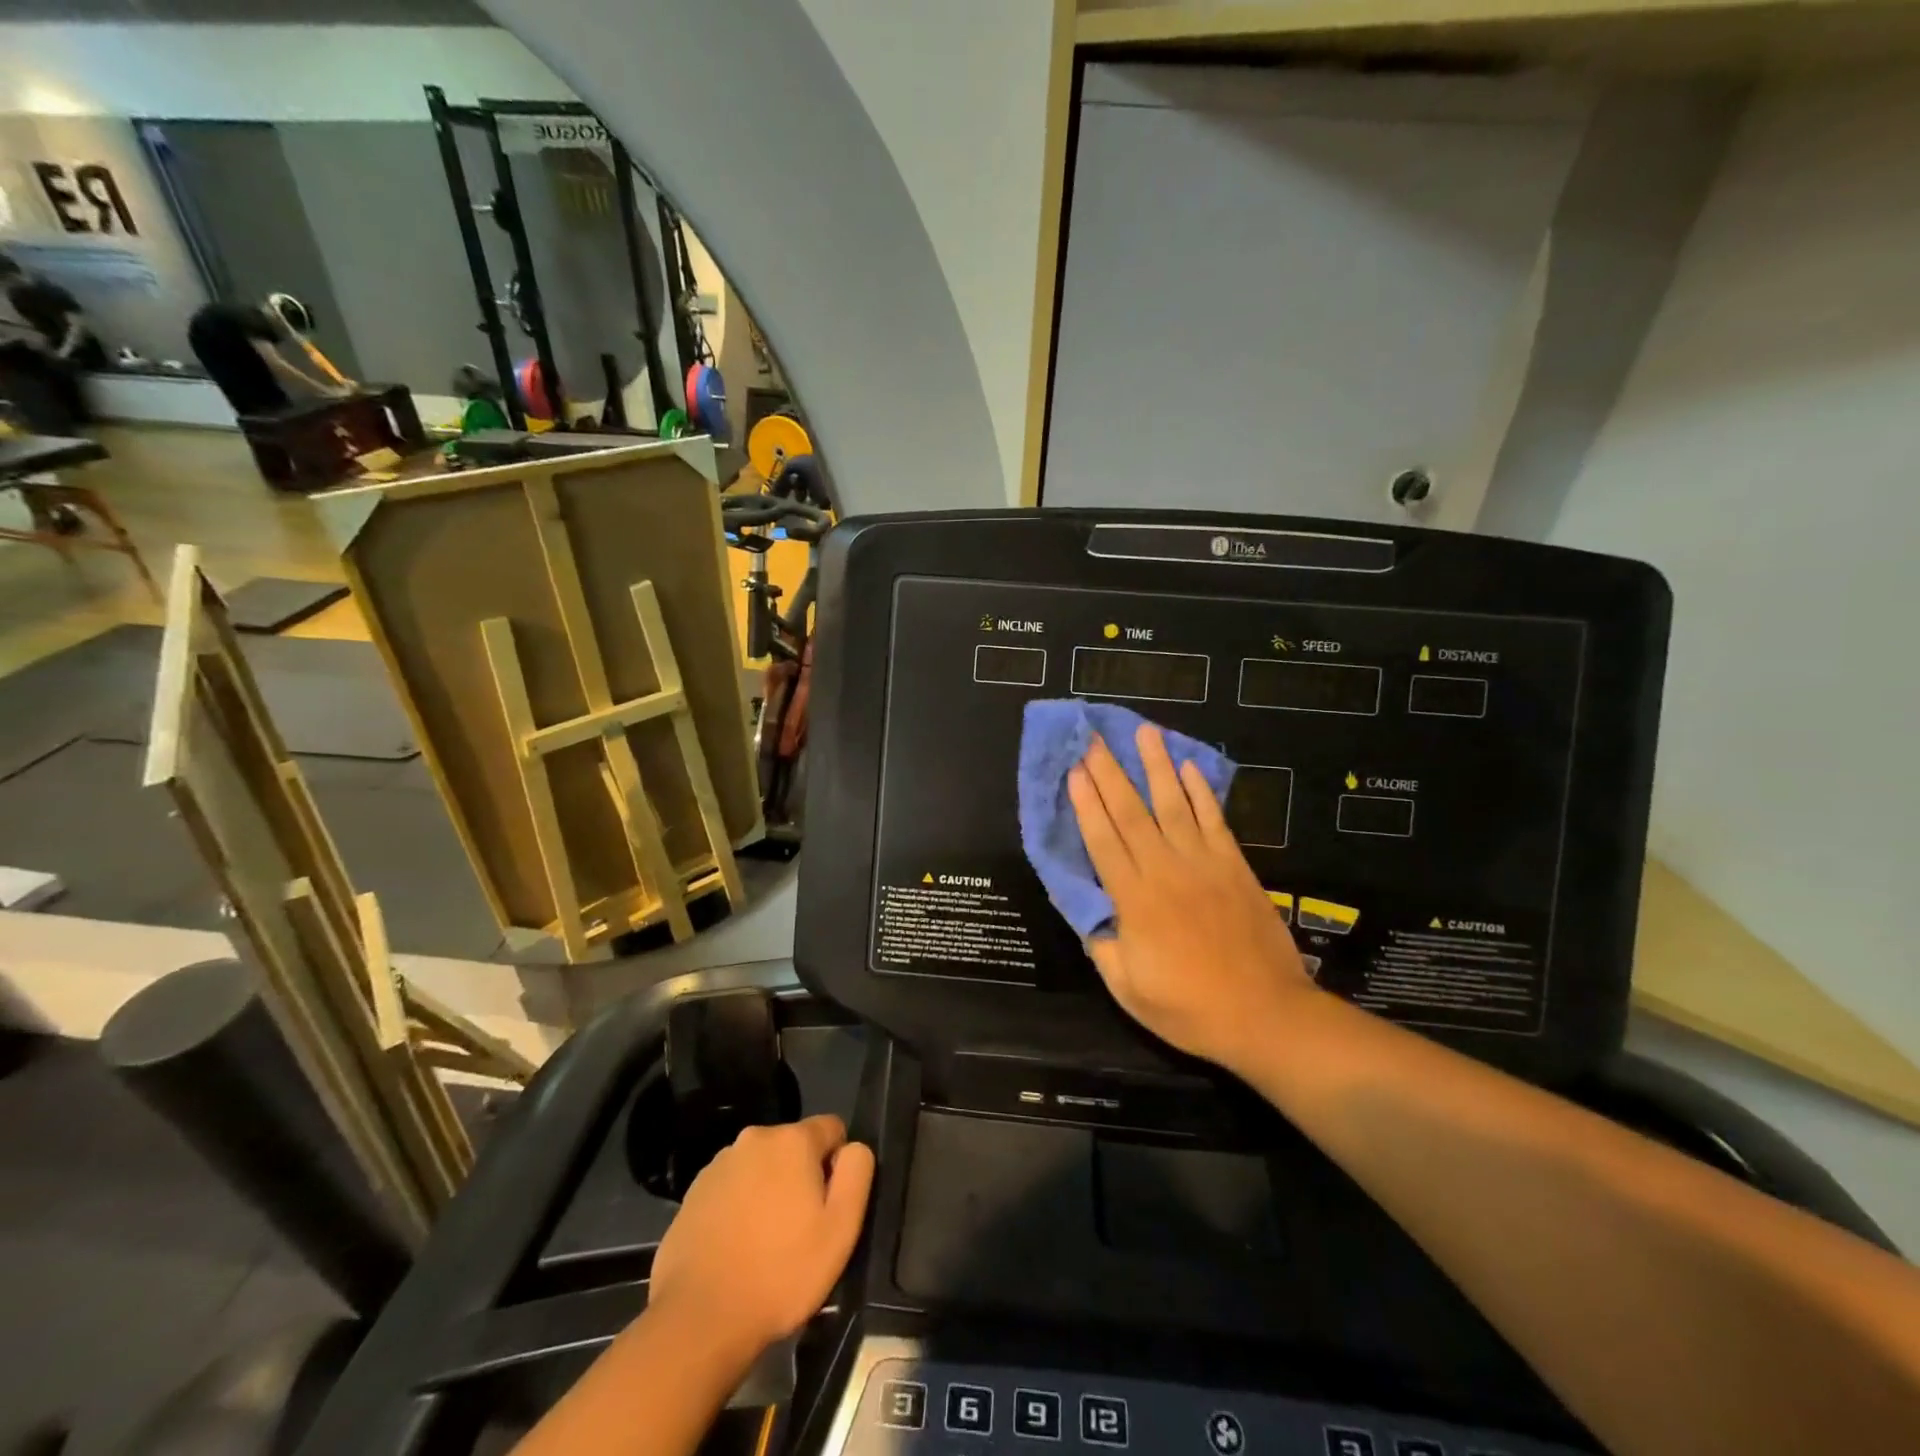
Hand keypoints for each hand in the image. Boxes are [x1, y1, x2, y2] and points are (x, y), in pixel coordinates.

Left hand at [648, 1115, 874, 1358]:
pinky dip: (740, 1207)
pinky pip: (732, 1188)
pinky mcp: (693, 1192)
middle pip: (794, 1147)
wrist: (699, 1319)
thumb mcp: (841, 1228)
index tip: (828, 1207)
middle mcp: (754, 1138)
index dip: (838, 1165)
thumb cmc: (781, 1273)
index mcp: (792, 1139)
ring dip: (770, 1191)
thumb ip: (857, 1172)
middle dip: (802, 1177)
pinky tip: (737, 1249)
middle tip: (800, 1231)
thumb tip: (852, 1148)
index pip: (832, 1129)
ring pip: (762, 1167)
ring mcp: (719, 1164)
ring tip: (766, 1244)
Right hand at [1068, 725, 1311, 1074]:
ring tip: (1145, 732)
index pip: (1103, 841)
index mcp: (1136, 900)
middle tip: (1094, 738)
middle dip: (1110, 773)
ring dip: (1157, 766)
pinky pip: (1214, 820)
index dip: (1086, 804)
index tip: (1073, 770)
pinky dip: (1202, 792)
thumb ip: (1103, 945)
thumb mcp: (1128, 989)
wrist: (1266, 1015)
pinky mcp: (1235, 867)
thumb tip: (1087, 909)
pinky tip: (1190, 767)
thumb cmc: (1189, 1008)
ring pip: (1174, 805)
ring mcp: (1205, 865)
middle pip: (1132, 813)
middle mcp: (1167, 871)